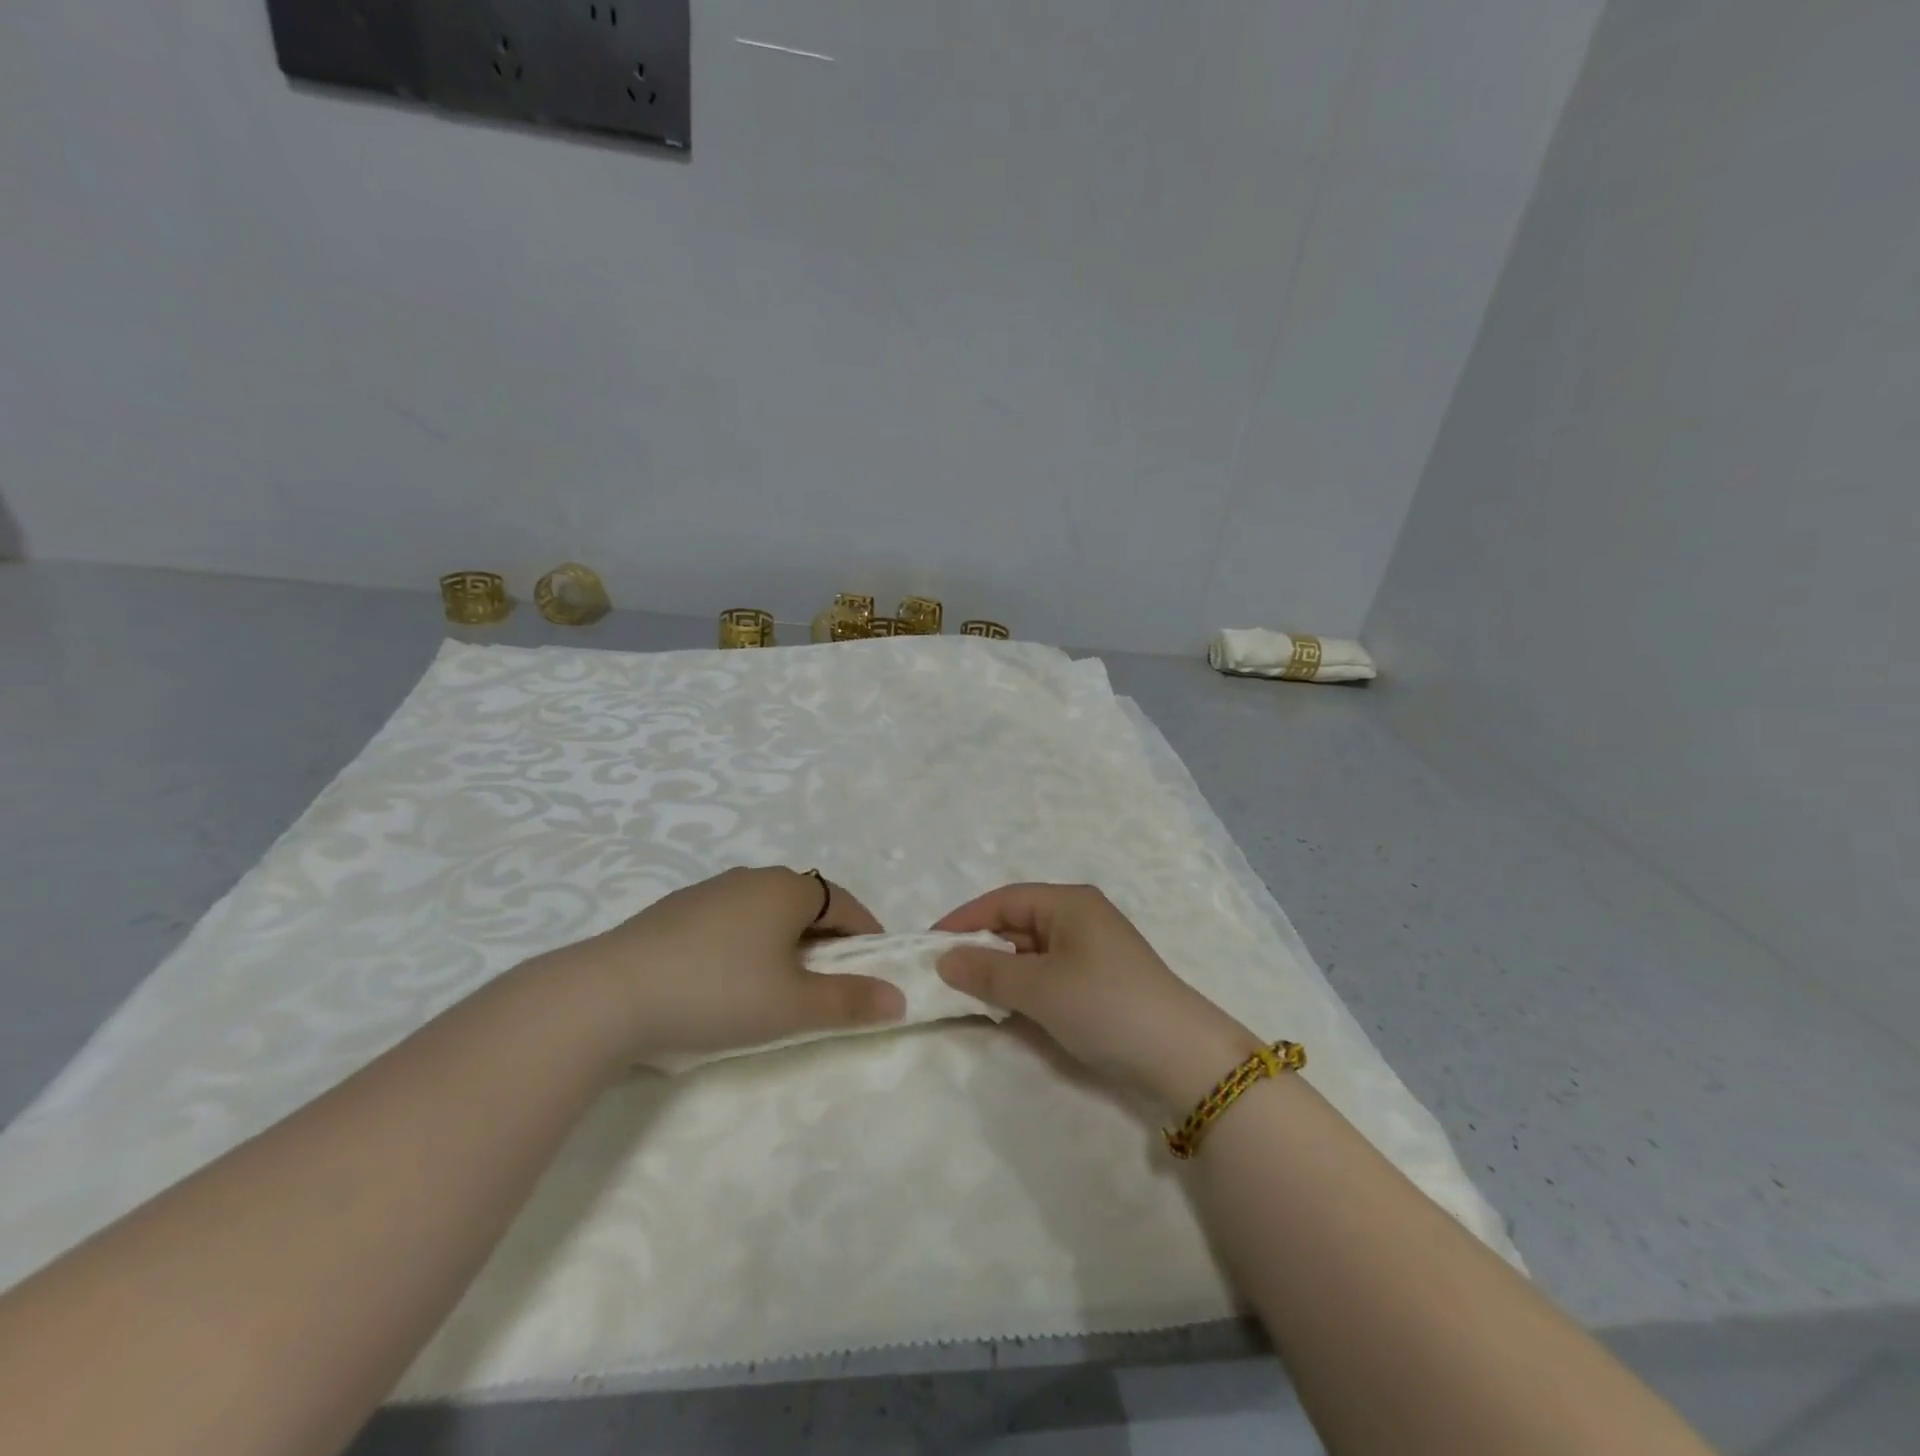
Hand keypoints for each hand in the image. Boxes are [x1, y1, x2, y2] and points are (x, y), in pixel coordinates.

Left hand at [552, 867, 906, 1063]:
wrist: (609, 995)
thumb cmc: (719, 992)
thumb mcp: (794, 1005)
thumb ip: (850, 1001)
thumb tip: (899, 999)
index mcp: (788, 888)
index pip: (846, 904)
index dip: (867, 936)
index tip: (874, 972)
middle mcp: (753, 877)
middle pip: (807, 905)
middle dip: (826, 941)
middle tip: (827, 986)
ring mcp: (710, 891)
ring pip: (767, 913)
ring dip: (785, 943)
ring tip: (778, 987)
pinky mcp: (676, 911)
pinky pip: (732, 922)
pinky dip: (747, 945)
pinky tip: (727, 981)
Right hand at [933, 883, 1262, 1115]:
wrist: (1180, 1057)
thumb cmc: (1104, 1005)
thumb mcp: (1039, 987)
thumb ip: (987, 972)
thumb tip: (943, 960)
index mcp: (1068, 903)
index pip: (1003, 900)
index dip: (964, 920)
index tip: (928, 945)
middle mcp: (1079, 918)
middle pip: (1016, 924)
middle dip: (979, 947)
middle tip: (941, 975)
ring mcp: (1092, 951)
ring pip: (1030, 952)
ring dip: (1000, 971)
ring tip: (965, 993)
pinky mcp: (1098, 982)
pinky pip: (1048, 974)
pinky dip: (1023, 987)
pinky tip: (1004, 1007)